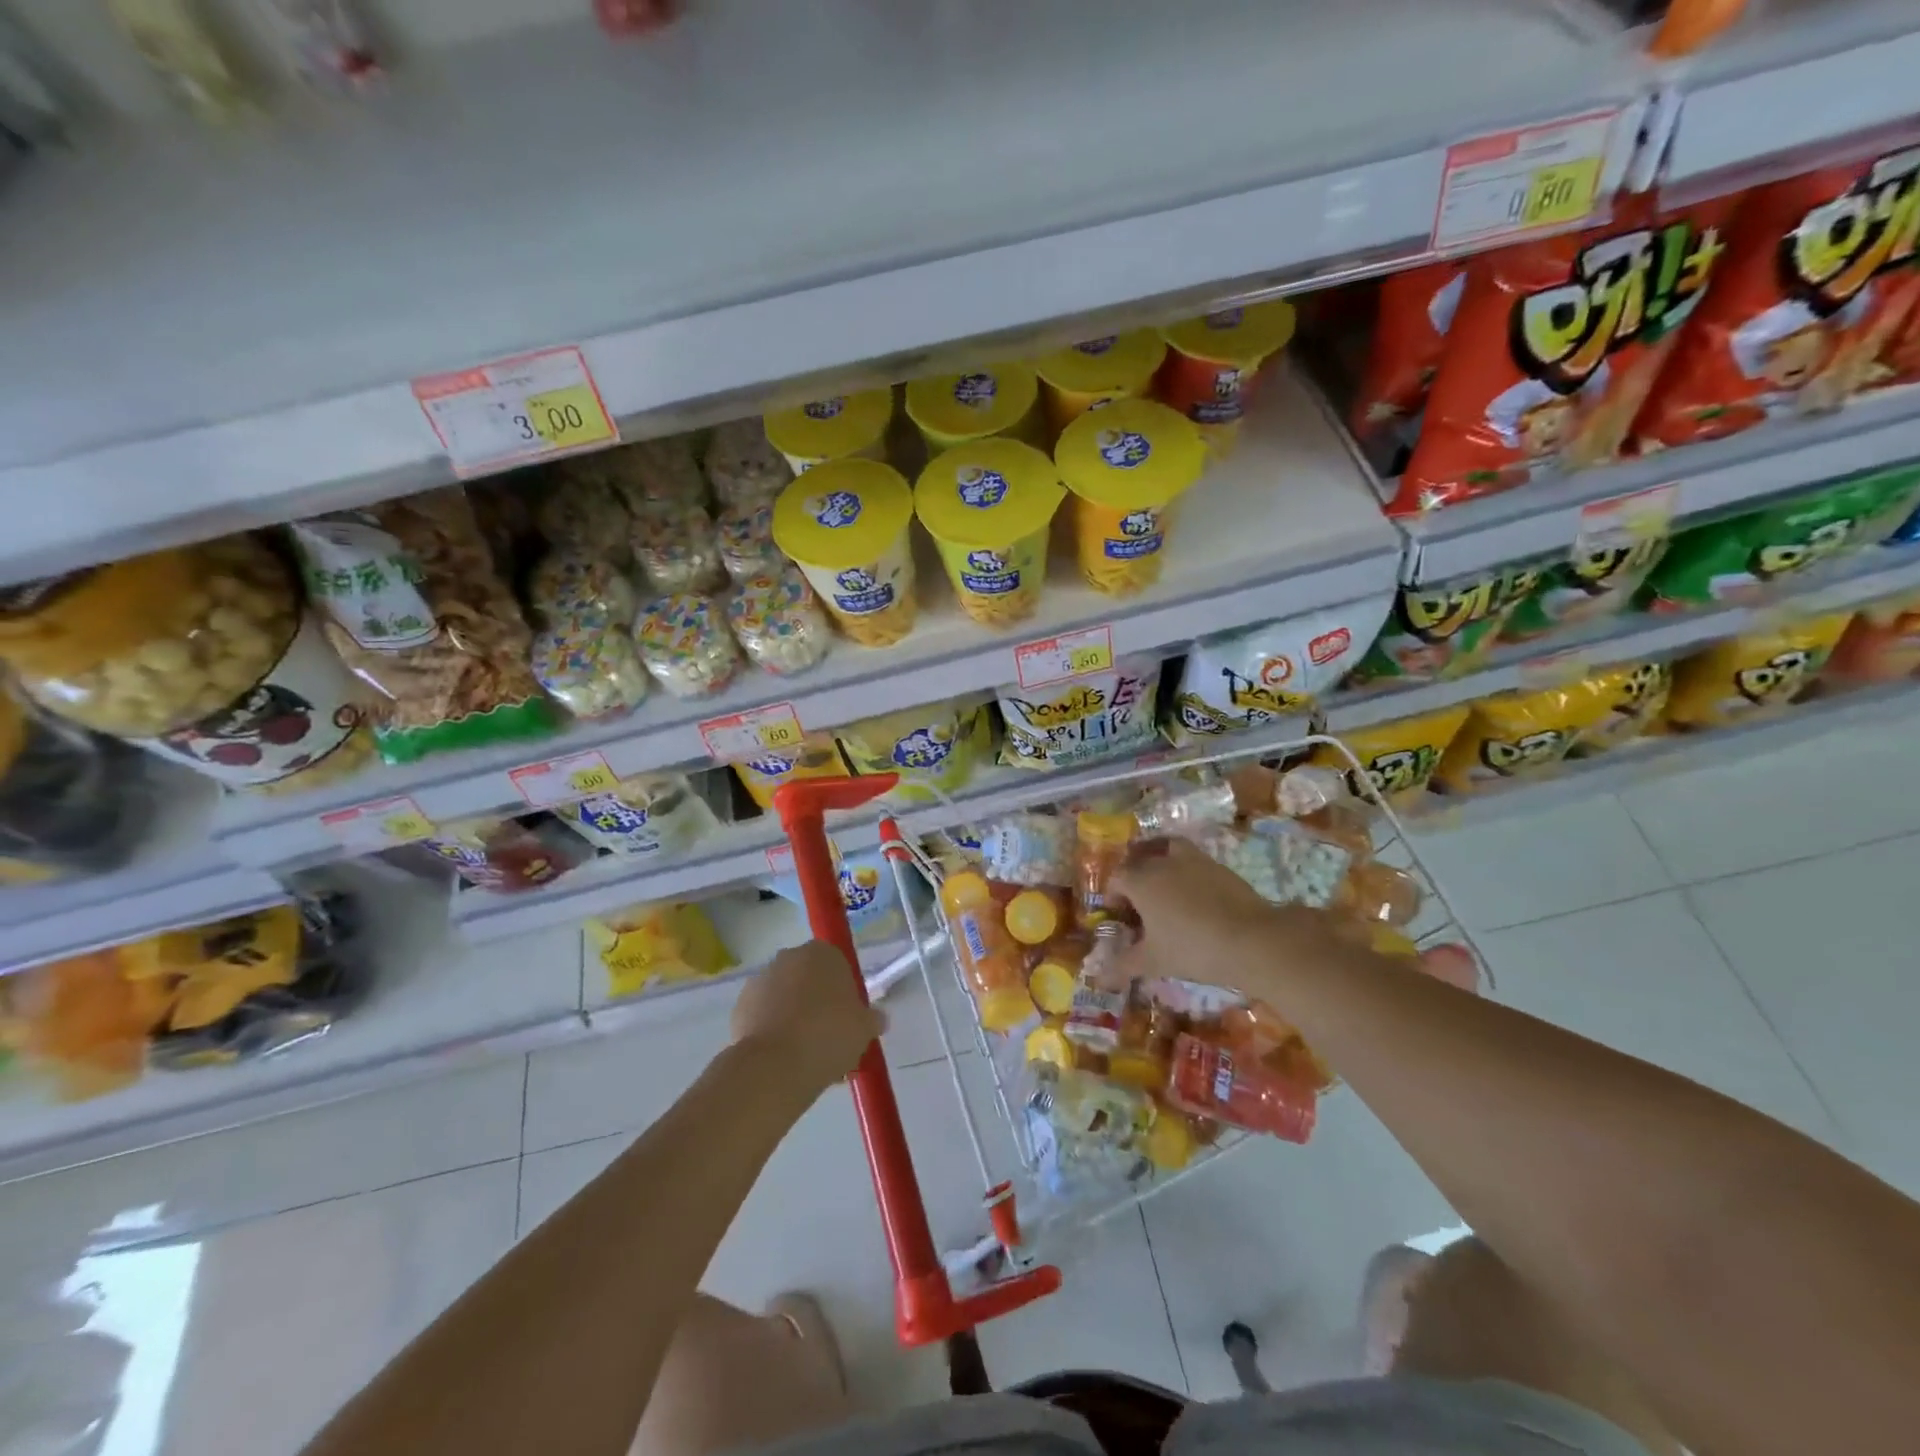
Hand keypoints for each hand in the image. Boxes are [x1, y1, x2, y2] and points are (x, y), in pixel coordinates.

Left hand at [730, 941, 885, 1094]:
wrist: (775, 1066)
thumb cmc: (829, 1035)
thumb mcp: (865, 1029)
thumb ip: (872, 1019)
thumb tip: (877, 1019)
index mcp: (823, 954)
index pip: (838, 965)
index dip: (844, 993)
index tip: (848, 1019)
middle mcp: (790, 957)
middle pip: (809, 980)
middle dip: (818, 1004)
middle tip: (830, 1039)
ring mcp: (761, 980)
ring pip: (785, 998)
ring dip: (794, 1018)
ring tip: (806, 1057)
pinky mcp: (740, 1006)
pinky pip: (764, 1016)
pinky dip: (773, 1031)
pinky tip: (783, 1059)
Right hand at [1113, 838, 1335, 997]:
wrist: (1252, 940)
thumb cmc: (1192, 948)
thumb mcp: (1153, 961)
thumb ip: (1123, 966)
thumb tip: (1099, 979)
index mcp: (1141, 880)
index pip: (1117, 879)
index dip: (1114, 897)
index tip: (1121, 918)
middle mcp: (1163, 862)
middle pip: (1140, 861)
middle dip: (1135, 879)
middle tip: (1140, 905)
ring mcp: (1194, 860)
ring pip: (1169, 850)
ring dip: (1161, 862)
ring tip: (1166, 887)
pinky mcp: (1220, 867)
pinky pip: (1194, 862)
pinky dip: (1188, 873)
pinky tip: (1196, 898)